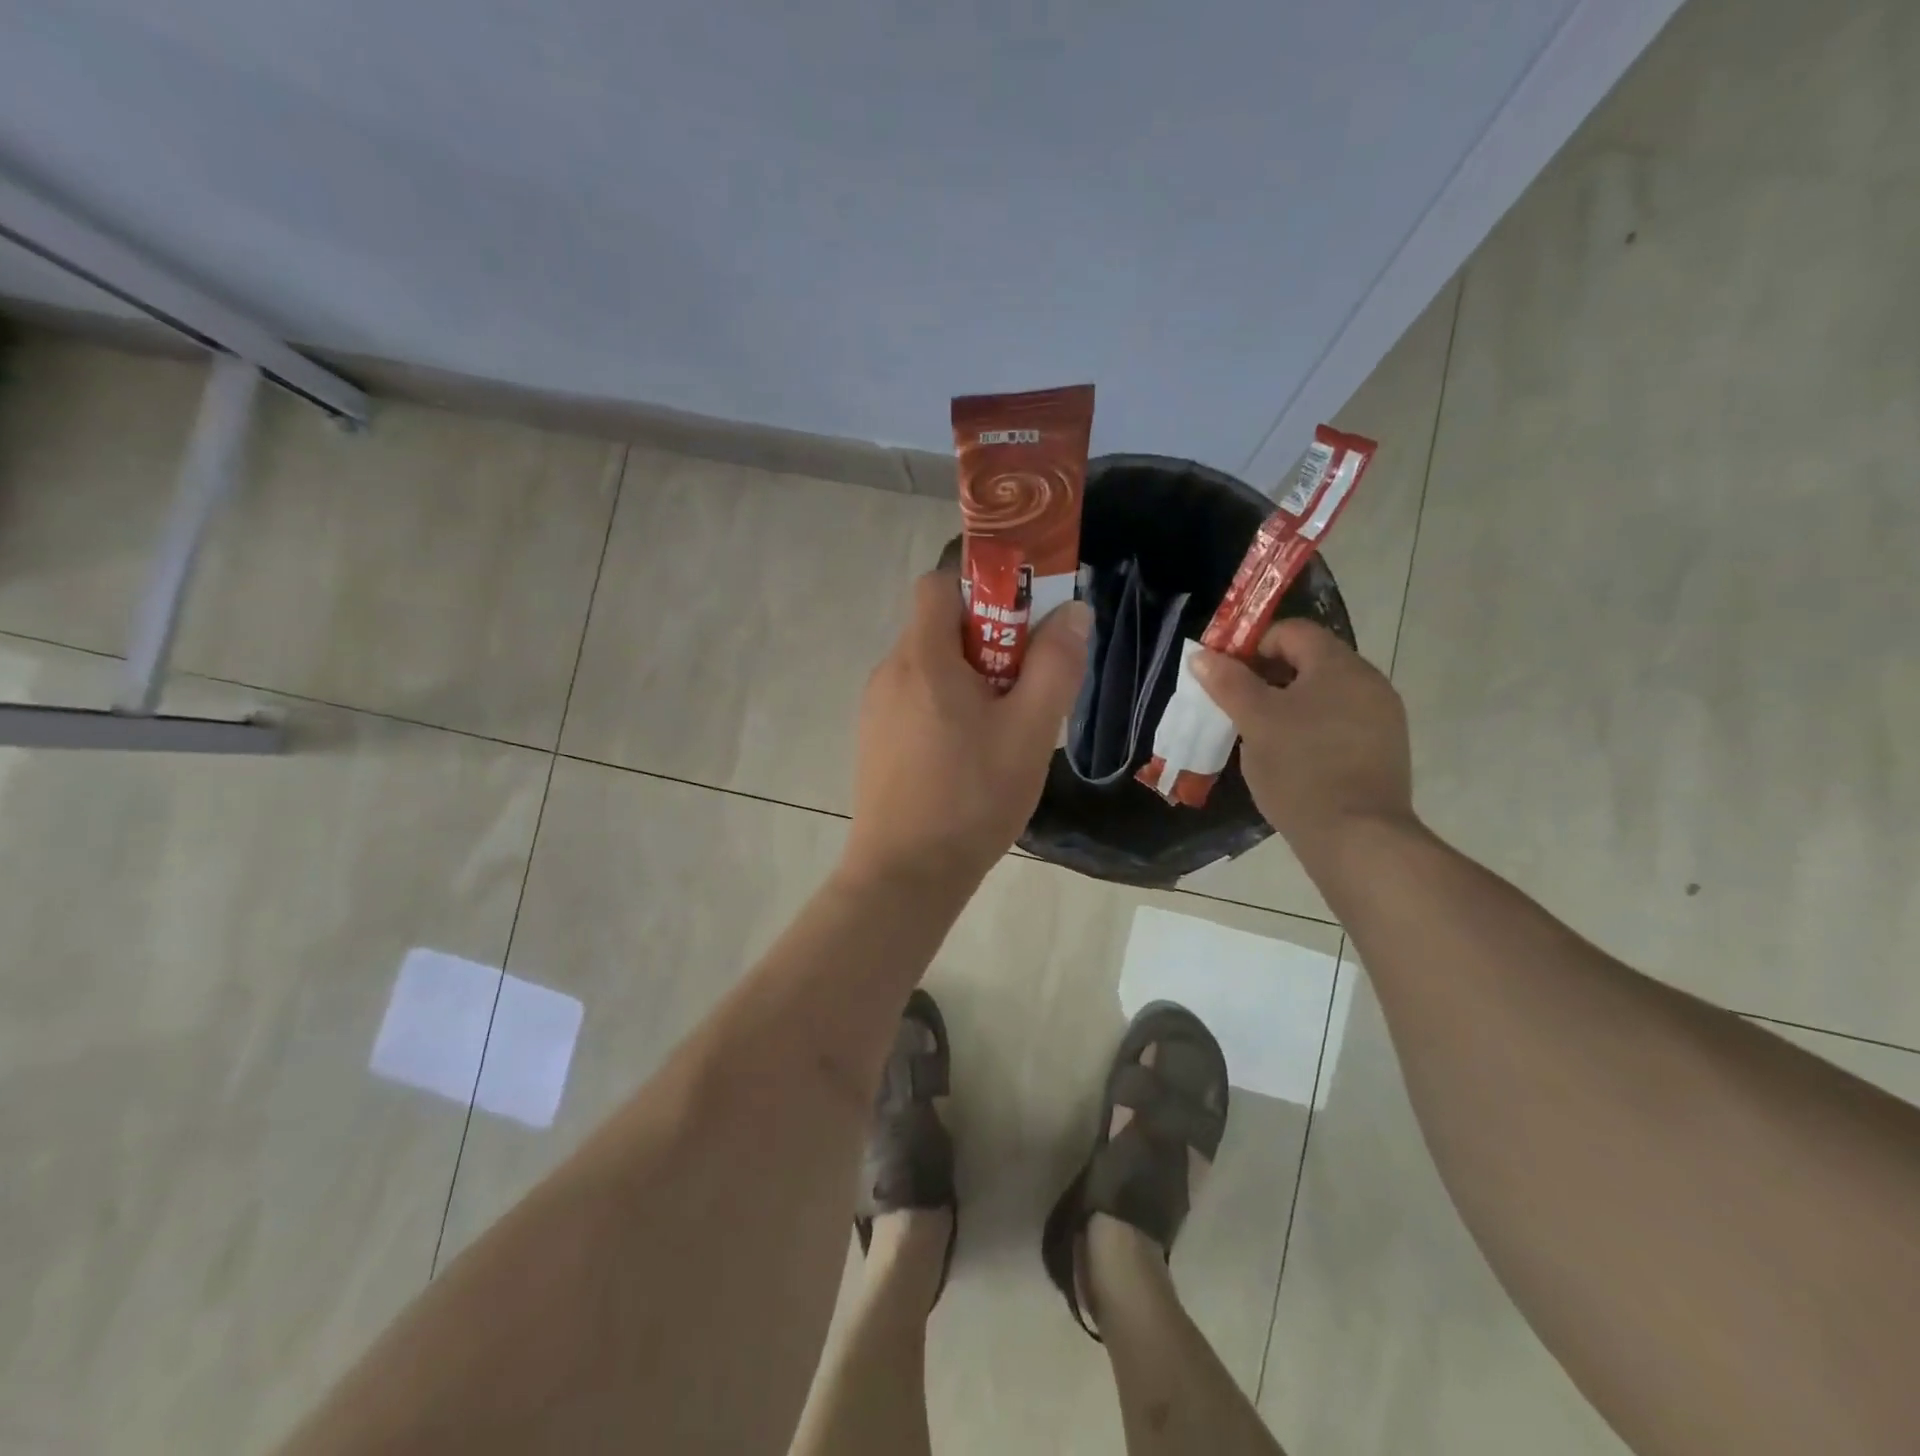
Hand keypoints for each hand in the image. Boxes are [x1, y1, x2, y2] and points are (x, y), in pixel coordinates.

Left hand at [841, 571, 1090, 891]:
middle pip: (939, 627)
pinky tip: (971, 755)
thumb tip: (1072, 611)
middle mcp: (890, 672)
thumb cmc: (972, 797)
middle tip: (1025, 684)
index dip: (982, 586)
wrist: (906, 874)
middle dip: (988, 640)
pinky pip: (916, 701)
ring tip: (1003, 726)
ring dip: (970, 678)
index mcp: (922, 658)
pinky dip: (946, 707)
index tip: (1022, 619)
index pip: (940, 583)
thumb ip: (1055, 666)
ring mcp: (876, 709)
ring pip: (930, 668)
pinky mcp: (875, 741)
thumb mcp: (1029, 730)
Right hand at [1190, 619, 1415, 853]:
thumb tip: (1202, 655)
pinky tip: (1292, 759)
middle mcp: (1368, 682)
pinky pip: (1339, 722)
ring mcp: (1382, 717)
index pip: (1291, 632)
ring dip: (1288, 705)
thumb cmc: (1301, 769)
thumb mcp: (1255, 722)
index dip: (1252, 646)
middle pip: (1310, 661)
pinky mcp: (1384, 750)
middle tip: (1237, 708)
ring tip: (1260, 736)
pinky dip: (1311, 729)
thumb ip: (1228, 683)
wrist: (1358, 838)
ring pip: (1324, 695)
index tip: (1225, 677)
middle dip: (1268, 678)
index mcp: (1339, 665)